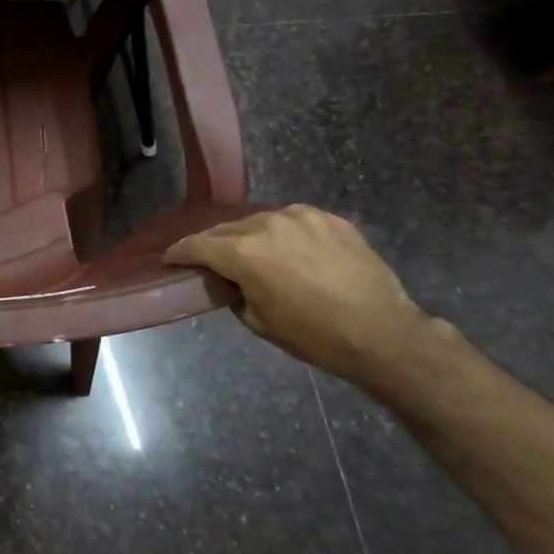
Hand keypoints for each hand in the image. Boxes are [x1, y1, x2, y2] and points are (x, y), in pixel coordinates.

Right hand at [165, 205, 434, 382]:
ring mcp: (302, 217)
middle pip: (227, 229)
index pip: (197, 245)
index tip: (171, 258)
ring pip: (261, 221)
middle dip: (214, 244)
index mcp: (243, 252)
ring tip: (255, 254)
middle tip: (210, 259)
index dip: (180, 252)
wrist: (383, 332)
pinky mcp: (330, 219)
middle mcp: (267, 224)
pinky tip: (292, 252)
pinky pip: (295, 222)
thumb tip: (232, 281)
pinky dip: (285, 235)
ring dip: (251, 236)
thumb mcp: (260, 322)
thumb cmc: (314, 336)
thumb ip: (236, 293)